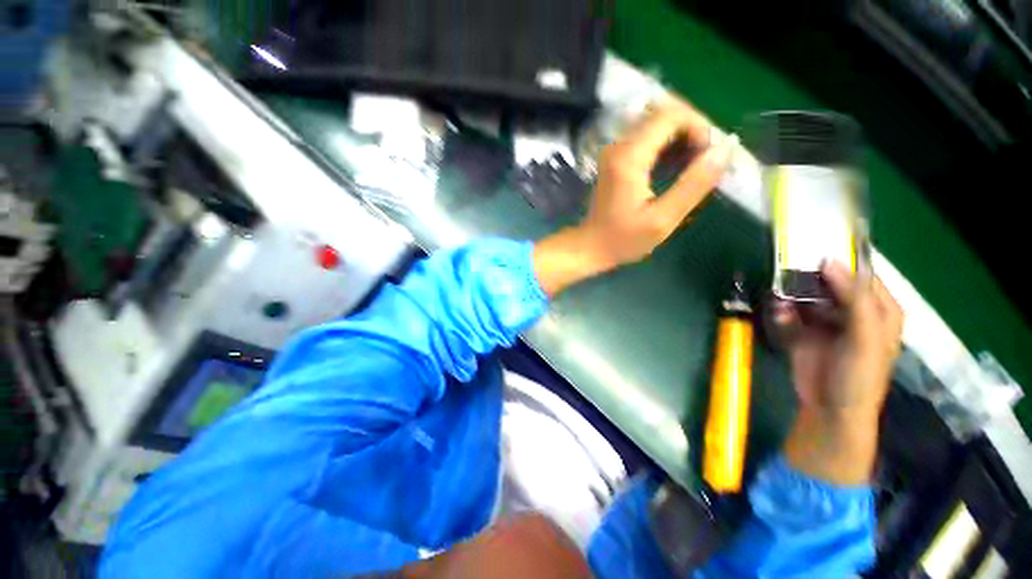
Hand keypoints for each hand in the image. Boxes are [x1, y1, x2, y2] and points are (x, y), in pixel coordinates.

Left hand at [534, 97, 736, 296]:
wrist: (590, 247)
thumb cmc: (623, 240)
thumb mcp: (662, 219)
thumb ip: (694, 183)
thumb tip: (726, 148)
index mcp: (629, 157)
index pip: (672, 115)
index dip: (699, 127)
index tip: (710, 156)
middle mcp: (619, 146)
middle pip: (665, 115)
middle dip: (693, 132)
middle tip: (704, 163)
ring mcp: (615, 151)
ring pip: (657, 125)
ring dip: (682, 140)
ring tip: (693, 168)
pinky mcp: (616, 159)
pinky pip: (648, 139)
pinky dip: (667, 148)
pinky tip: (676, 170)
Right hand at [778, 261, 903, 484]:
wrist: (830, 409)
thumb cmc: (859, 375)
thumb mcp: (865, 336)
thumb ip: (853, 298)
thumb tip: (829, 262)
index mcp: (878, 308)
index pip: (860, 274)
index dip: (840, 260)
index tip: (813, 246)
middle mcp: (852, 309)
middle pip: (830, 282)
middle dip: (809, 276)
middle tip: (788, 268)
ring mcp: (826, 320)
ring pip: (806, 294)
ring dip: (792, 294)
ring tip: (781, 296)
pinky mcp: (804, 330)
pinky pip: (790, 311)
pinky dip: (783, 310)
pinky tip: (779, 314)